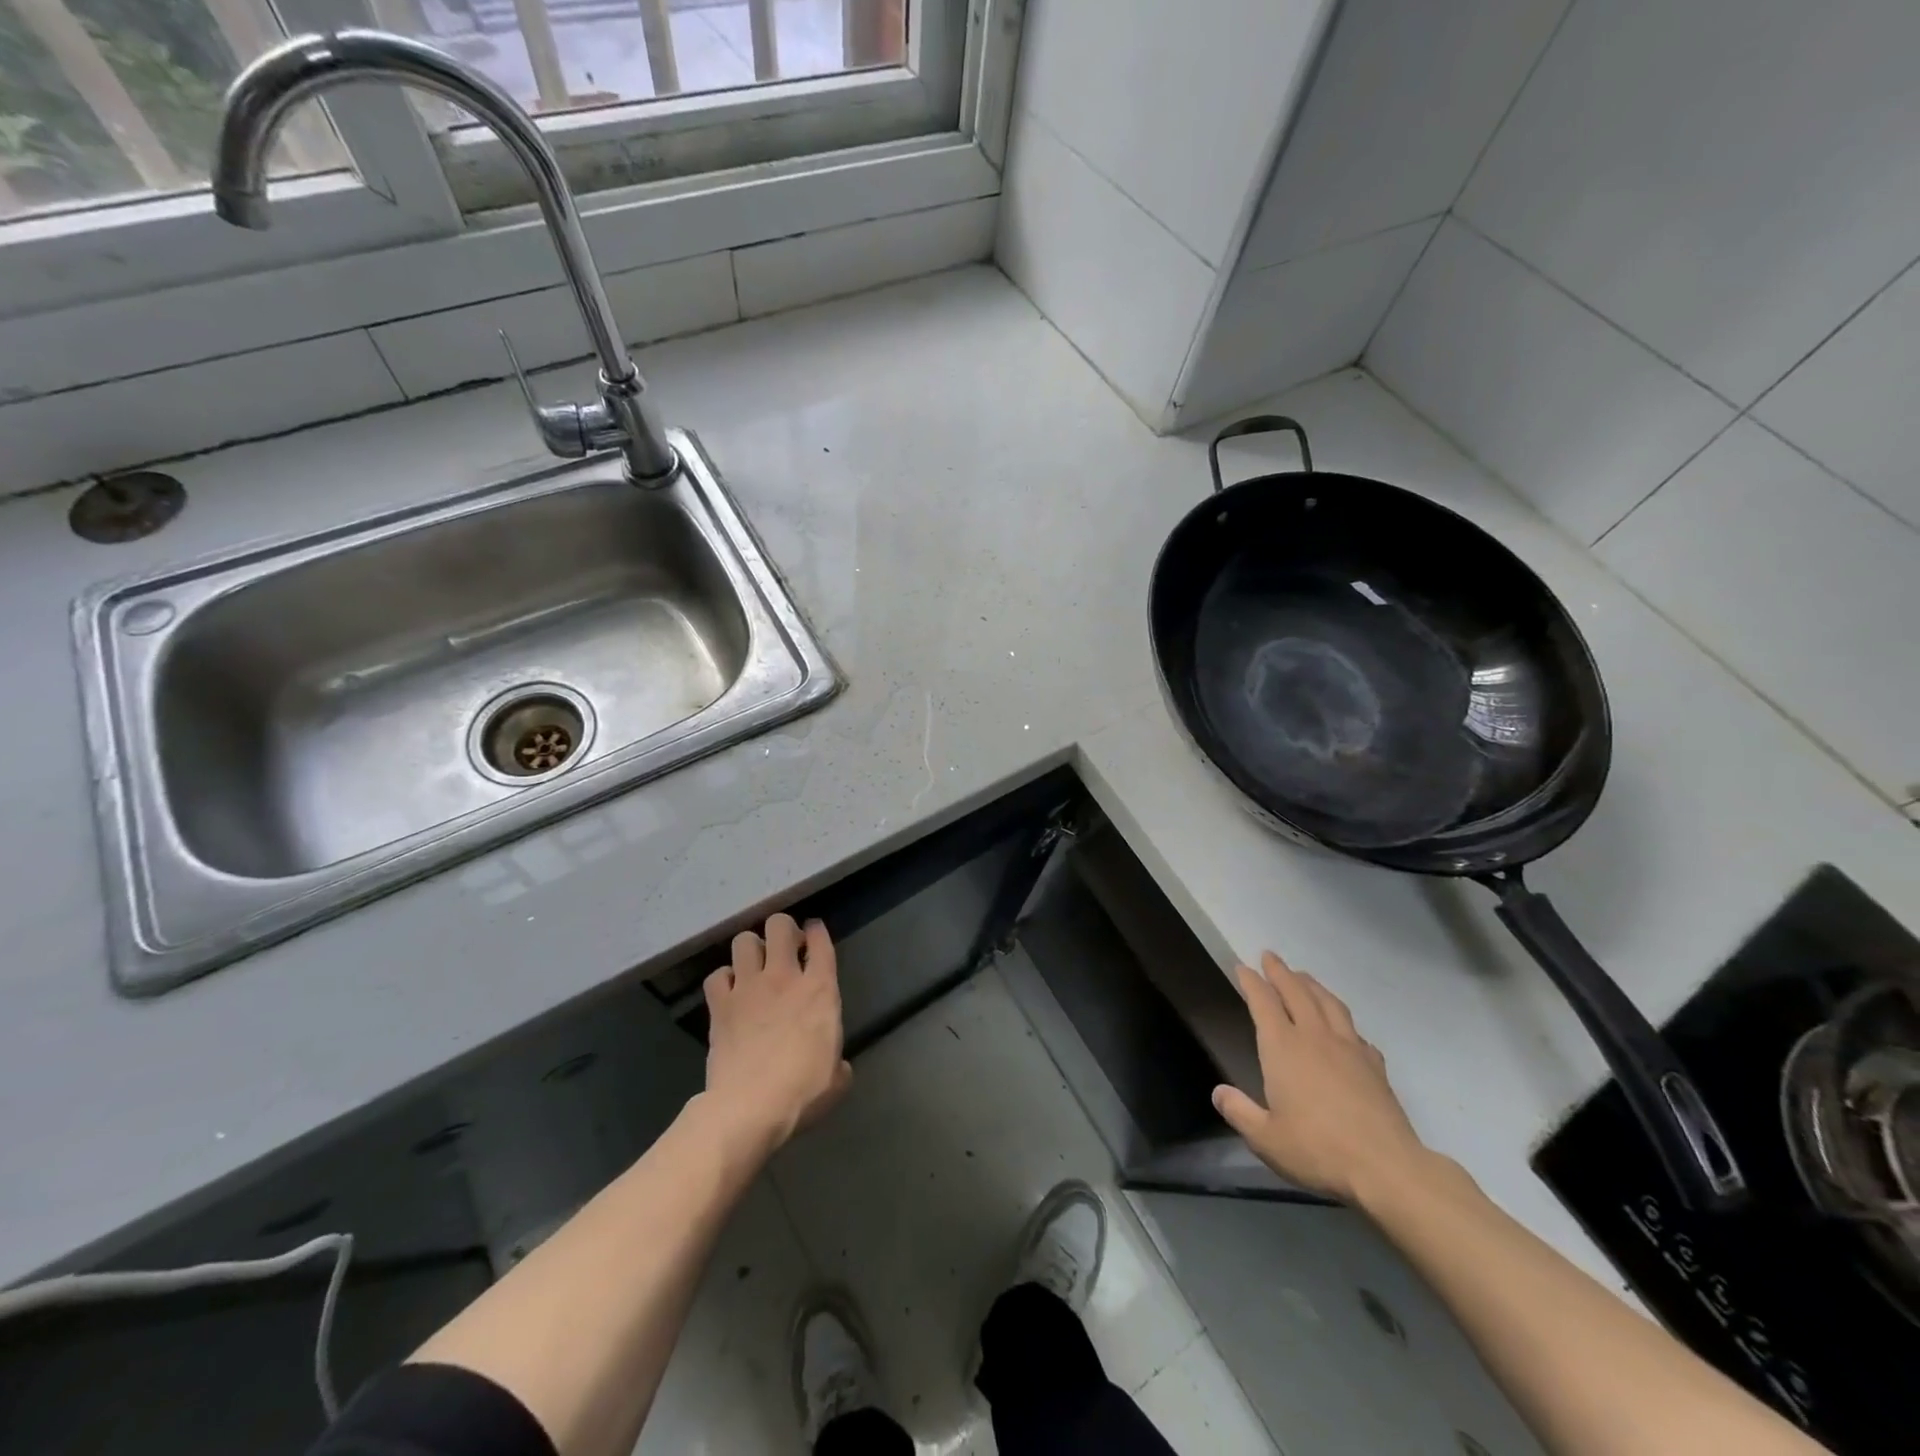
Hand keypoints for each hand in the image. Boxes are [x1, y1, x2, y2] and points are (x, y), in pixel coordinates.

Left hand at [703, 913, 852, 1151]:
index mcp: (820, 989)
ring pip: (744, 940)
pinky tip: (730, 993)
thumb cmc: (802, 1092)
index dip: (817, 931)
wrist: (750, 1107)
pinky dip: (723, 980)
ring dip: (751, 949)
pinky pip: (717, 976)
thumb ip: (839, 1063)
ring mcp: (748, 988)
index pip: (820, 940)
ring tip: (755, 966)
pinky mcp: (720, 1005)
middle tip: (785, 949)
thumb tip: (837, 1066)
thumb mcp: (837, 1078)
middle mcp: (783, 977)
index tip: (814, 935)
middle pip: (779, 925)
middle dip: (783, 929)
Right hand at [1212, 951, 1429, 1204]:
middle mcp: (1314, 1037)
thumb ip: (1240, 1112)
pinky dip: (1343, 1021)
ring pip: (1329, 1003)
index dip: (1251, 982)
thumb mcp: (1266, 1138)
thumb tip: (1219, 1092)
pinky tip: (1344, 1029)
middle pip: (1296, 992)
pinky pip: (1355, 1031)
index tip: (1242, 967)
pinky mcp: (1375, 1066)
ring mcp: (1349, 1048)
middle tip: (1270, 956)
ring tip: (1303, 977)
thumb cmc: (1318, 1150)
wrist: (1386, 1168)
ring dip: (1313, 985)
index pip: (1263, 1002)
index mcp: (1283, 1048)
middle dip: (1281, 972)